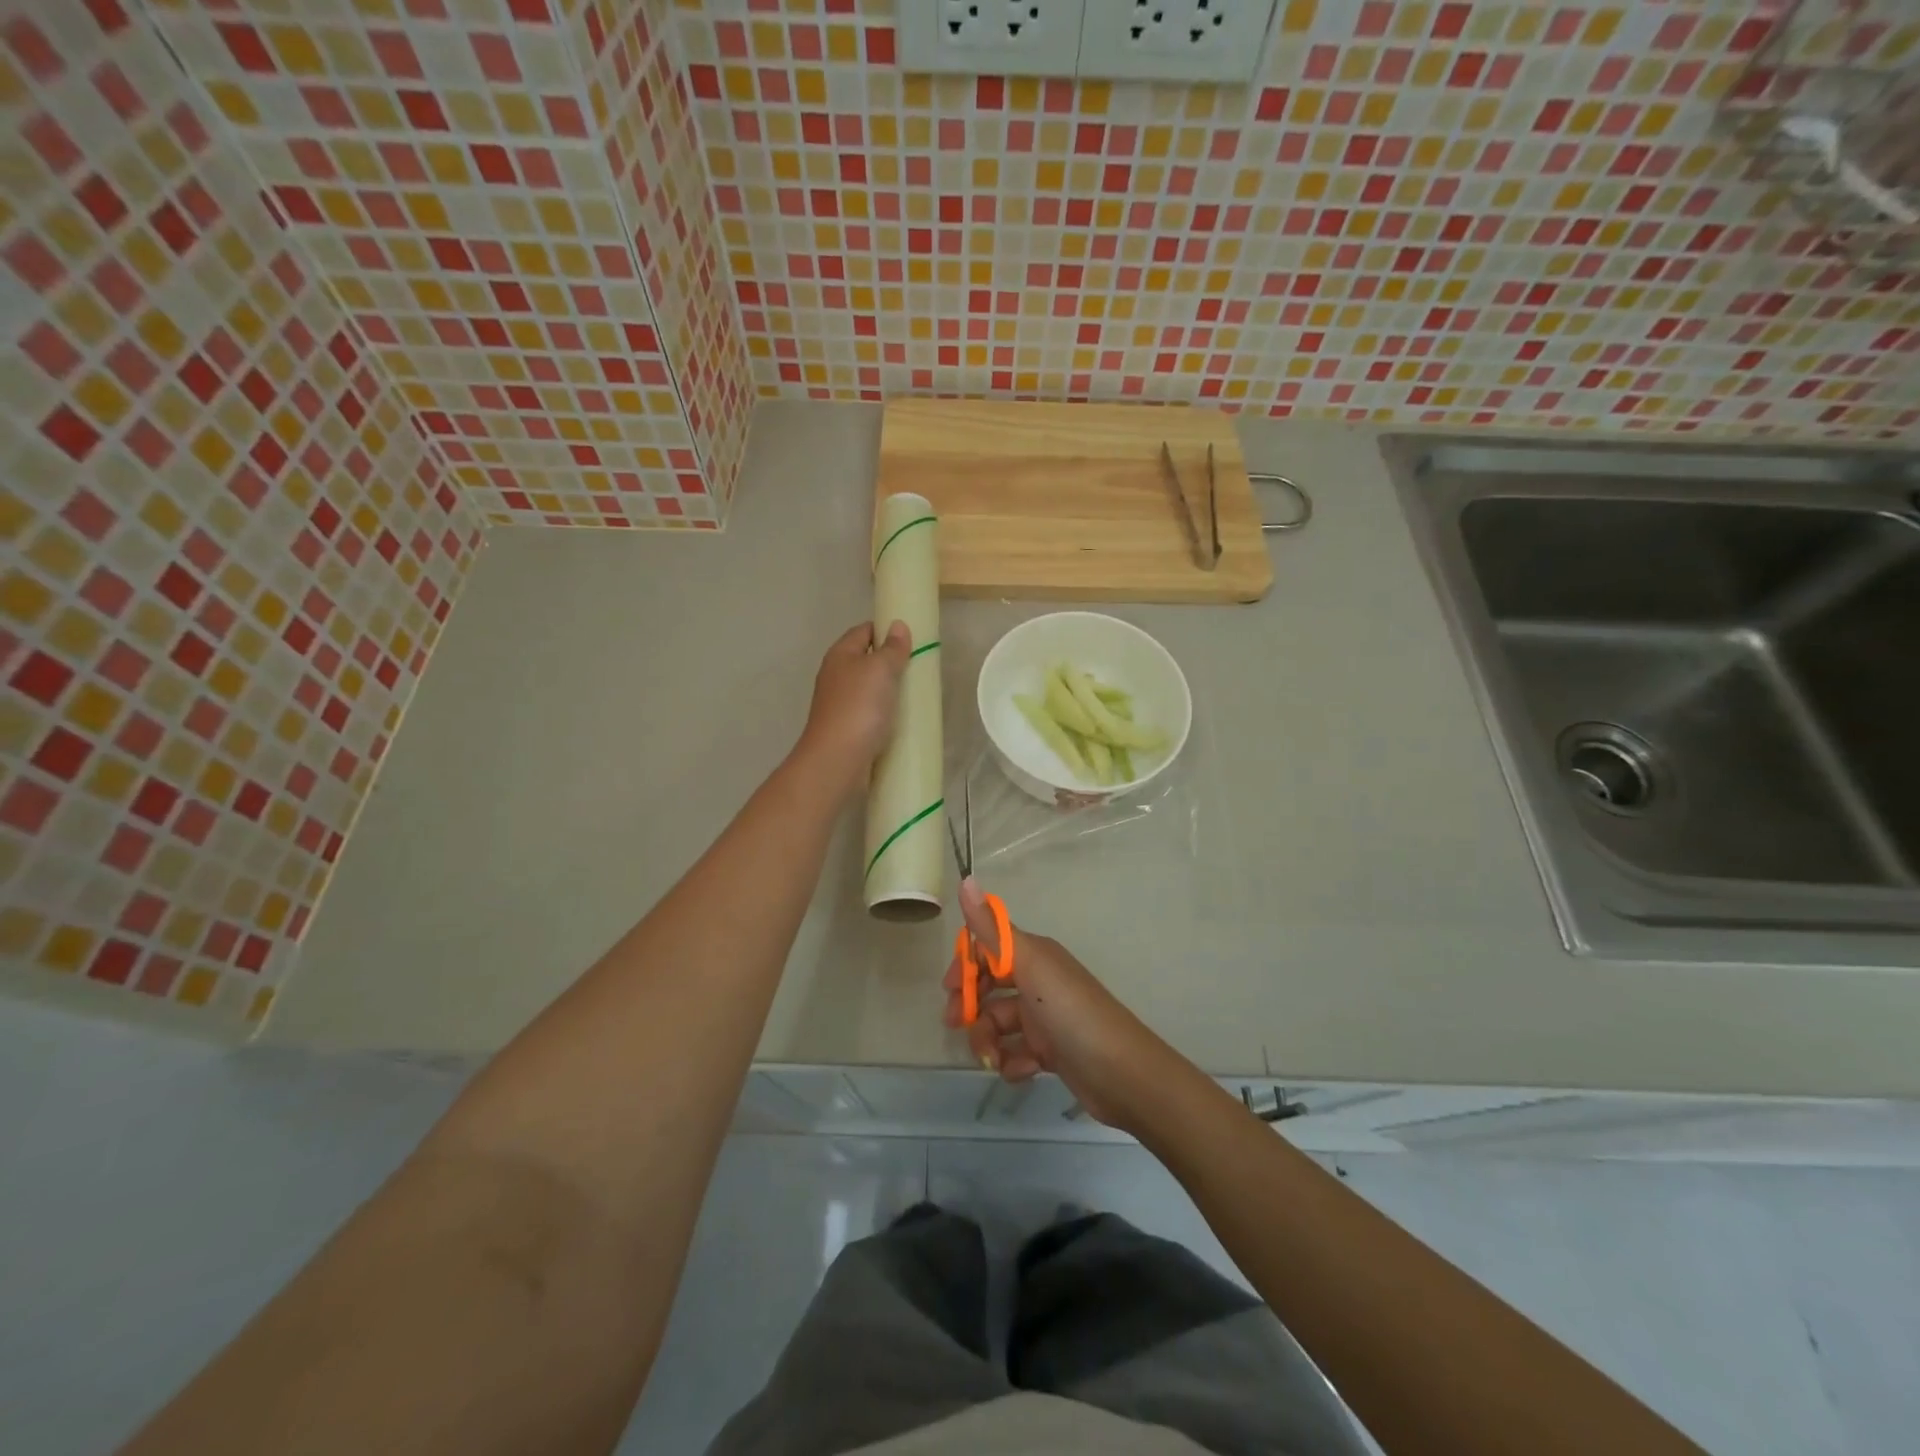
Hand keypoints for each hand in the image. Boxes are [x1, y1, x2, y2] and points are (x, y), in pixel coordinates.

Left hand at [796, 620, 911, 796]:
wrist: (837, 759)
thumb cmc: (859, 707)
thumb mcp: (880, 669)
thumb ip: (892, 648)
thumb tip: (898, 625)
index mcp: (840, 655)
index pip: (864, 631)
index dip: (886, 629)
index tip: (913, 638)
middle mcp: (836, 676)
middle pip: (866, 660)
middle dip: (891, 662)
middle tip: (920, 667)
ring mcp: (840, 704)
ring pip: (869, 688)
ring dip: (889, 690)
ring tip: (916, 693)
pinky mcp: (847, 728)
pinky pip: (870, 713)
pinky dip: (885, 713)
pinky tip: (902, 720)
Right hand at [942, 880, 1190, 1130]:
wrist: (1123, 1074)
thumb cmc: (1072, 1013)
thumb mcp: (1030, 965)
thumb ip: (992, 929)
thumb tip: (966, 878)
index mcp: (1034, 955)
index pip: (988, 948)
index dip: (965, 965)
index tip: (948, 988)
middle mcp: (1039, 981)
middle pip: (989, 987)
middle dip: (970, 1006)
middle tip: (956, 1026)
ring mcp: (1045, 1018)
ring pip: (999, 1023)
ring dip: (988, 1041)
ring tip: (992, 1059)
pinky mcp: (1052, 1051)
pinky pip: (1017, 1052)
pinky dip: (1013, 1062)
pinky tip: (1024, 1070)